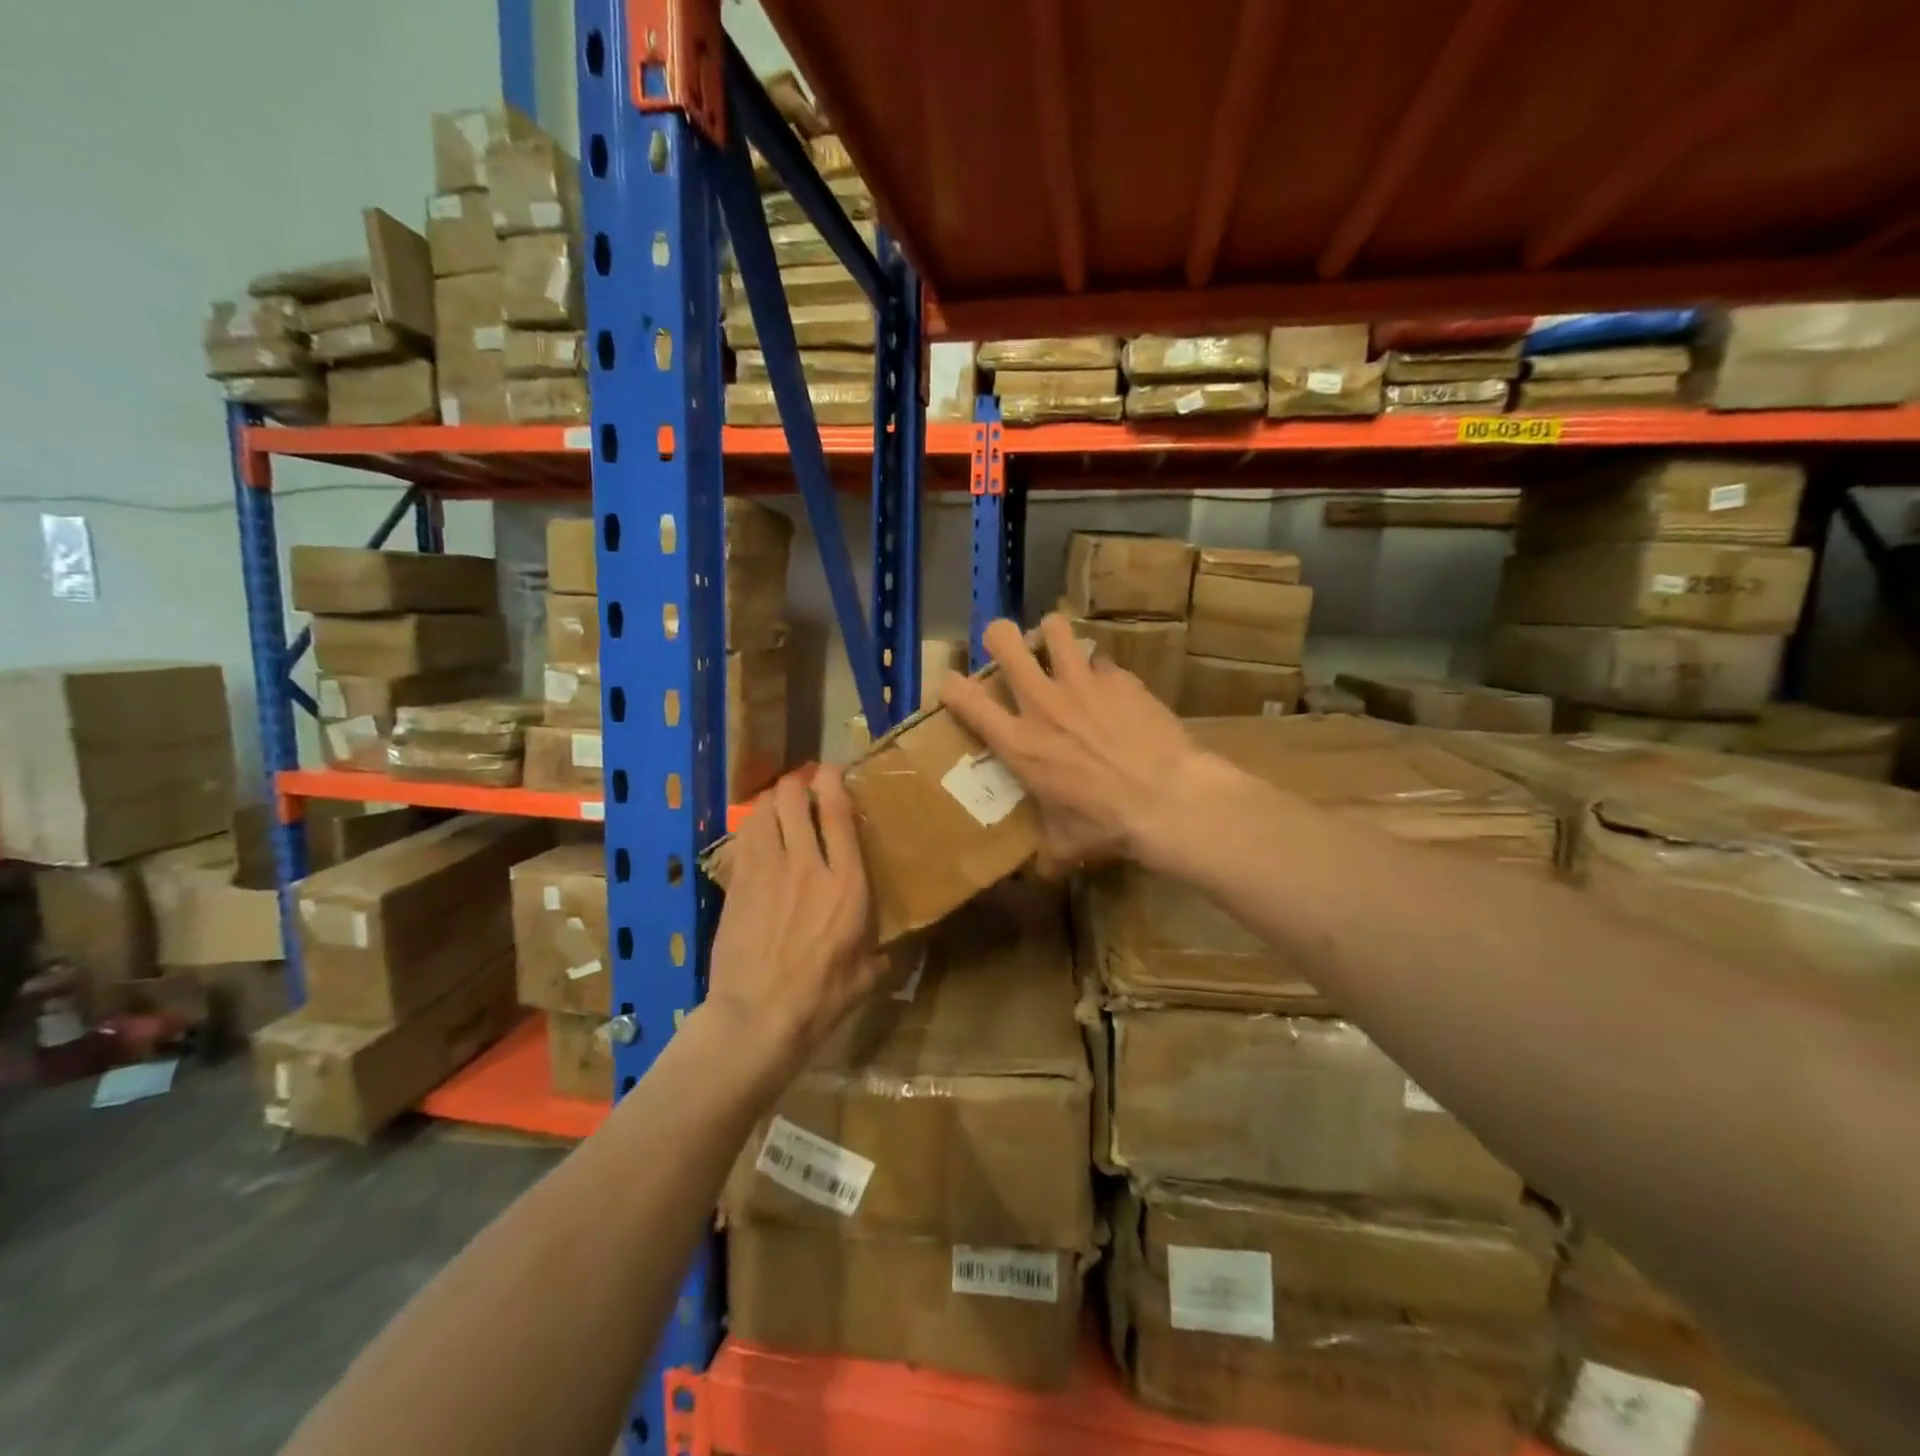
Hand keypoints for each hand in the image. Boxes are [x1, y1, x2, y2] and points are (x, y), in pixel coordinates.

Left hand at [704, 767, 885, 1074]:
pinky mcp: (737, 885)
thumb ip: (878, 953)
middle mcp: (805, 865)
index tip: (832, 770)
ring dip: (771, 801)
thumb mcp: (866, 976)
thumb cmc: (820, 998)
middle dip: (796, 782)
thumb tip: (887, 952)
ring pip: (762, 812)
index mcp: (845, 883)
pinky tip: (757, 832)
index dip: (832, 780)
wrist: (757, 1017)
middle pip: (792, 799)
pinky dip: (751, 826)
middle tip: (803, 786)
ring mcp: (765, 872)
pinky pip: (743, 838)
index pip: (836, 812)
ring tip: (779, 804)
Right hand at [940, 614, 1206, 869]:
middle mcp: (1042, 704)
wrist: (1166, 799)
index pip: (966, 700)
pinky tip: (1110, 688)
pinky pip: (1101, 660)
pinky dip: (1099, 670)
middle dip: (999, 637)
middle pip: (1004, 642)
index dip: (951, 686)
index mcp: (1018, 743)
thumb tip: (1041, 873)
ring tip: (1057, 647)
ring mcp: (1081, 684)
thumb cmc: (1107, 825)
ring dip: (1051, 635)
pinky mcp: (1119, 678)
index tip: (953, 686)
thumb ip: (1046, 850)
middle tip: (1006, 648)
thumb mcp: (1065, 844)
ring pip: (1054, 630)